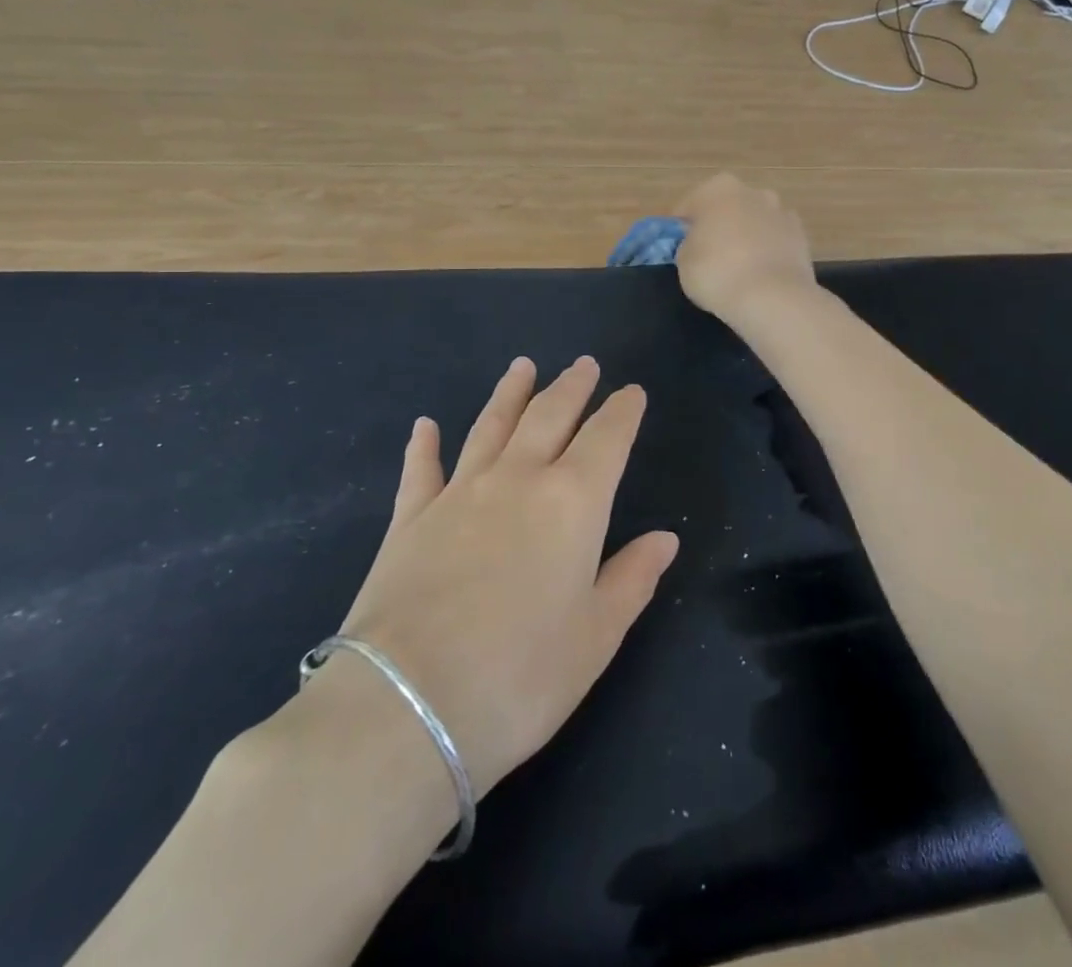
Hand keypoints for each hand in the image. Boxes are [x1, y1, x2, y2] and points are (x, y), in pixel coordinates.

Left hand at [321, 358, 677, 795]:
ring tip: (523, 366)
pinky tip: (424, 425)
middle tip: (584, 364)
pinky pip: (421, 470)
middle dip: (572, 386)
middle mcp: (517, 480)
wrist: (406, 707)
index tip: (632, 392)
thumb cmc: (520, 677)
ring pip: (491, 426)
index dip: (622, 411)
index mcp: (572, 502)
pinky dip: (423, 445)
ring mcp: (459, 494)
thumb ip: (632, 579)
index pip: (606, 438)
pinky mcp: (410, 520)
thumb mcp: (595, 637)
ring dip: (510, 394)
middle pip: (549, 415)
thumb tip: (665, 538)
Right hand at [674, 174, 817, 324]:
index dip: (682, 229)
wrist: (772, 298)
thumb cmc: (717, 272)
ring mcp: (782, 212)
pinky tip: (760, 276)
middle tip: (708, 258)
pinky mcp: (802, 237)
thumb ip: (688, 244)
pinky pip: (774, 241)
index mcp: (718, 188)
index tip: (680, 250)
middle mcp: (753, 191)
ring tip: (737, 270)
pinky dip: (767, 252)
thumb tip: (698, 243)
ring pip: (754, 223)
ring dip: (745, 237)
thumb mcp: (683, 260)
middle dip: (718, 227)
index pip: (689, 207)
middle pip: (726, 209)